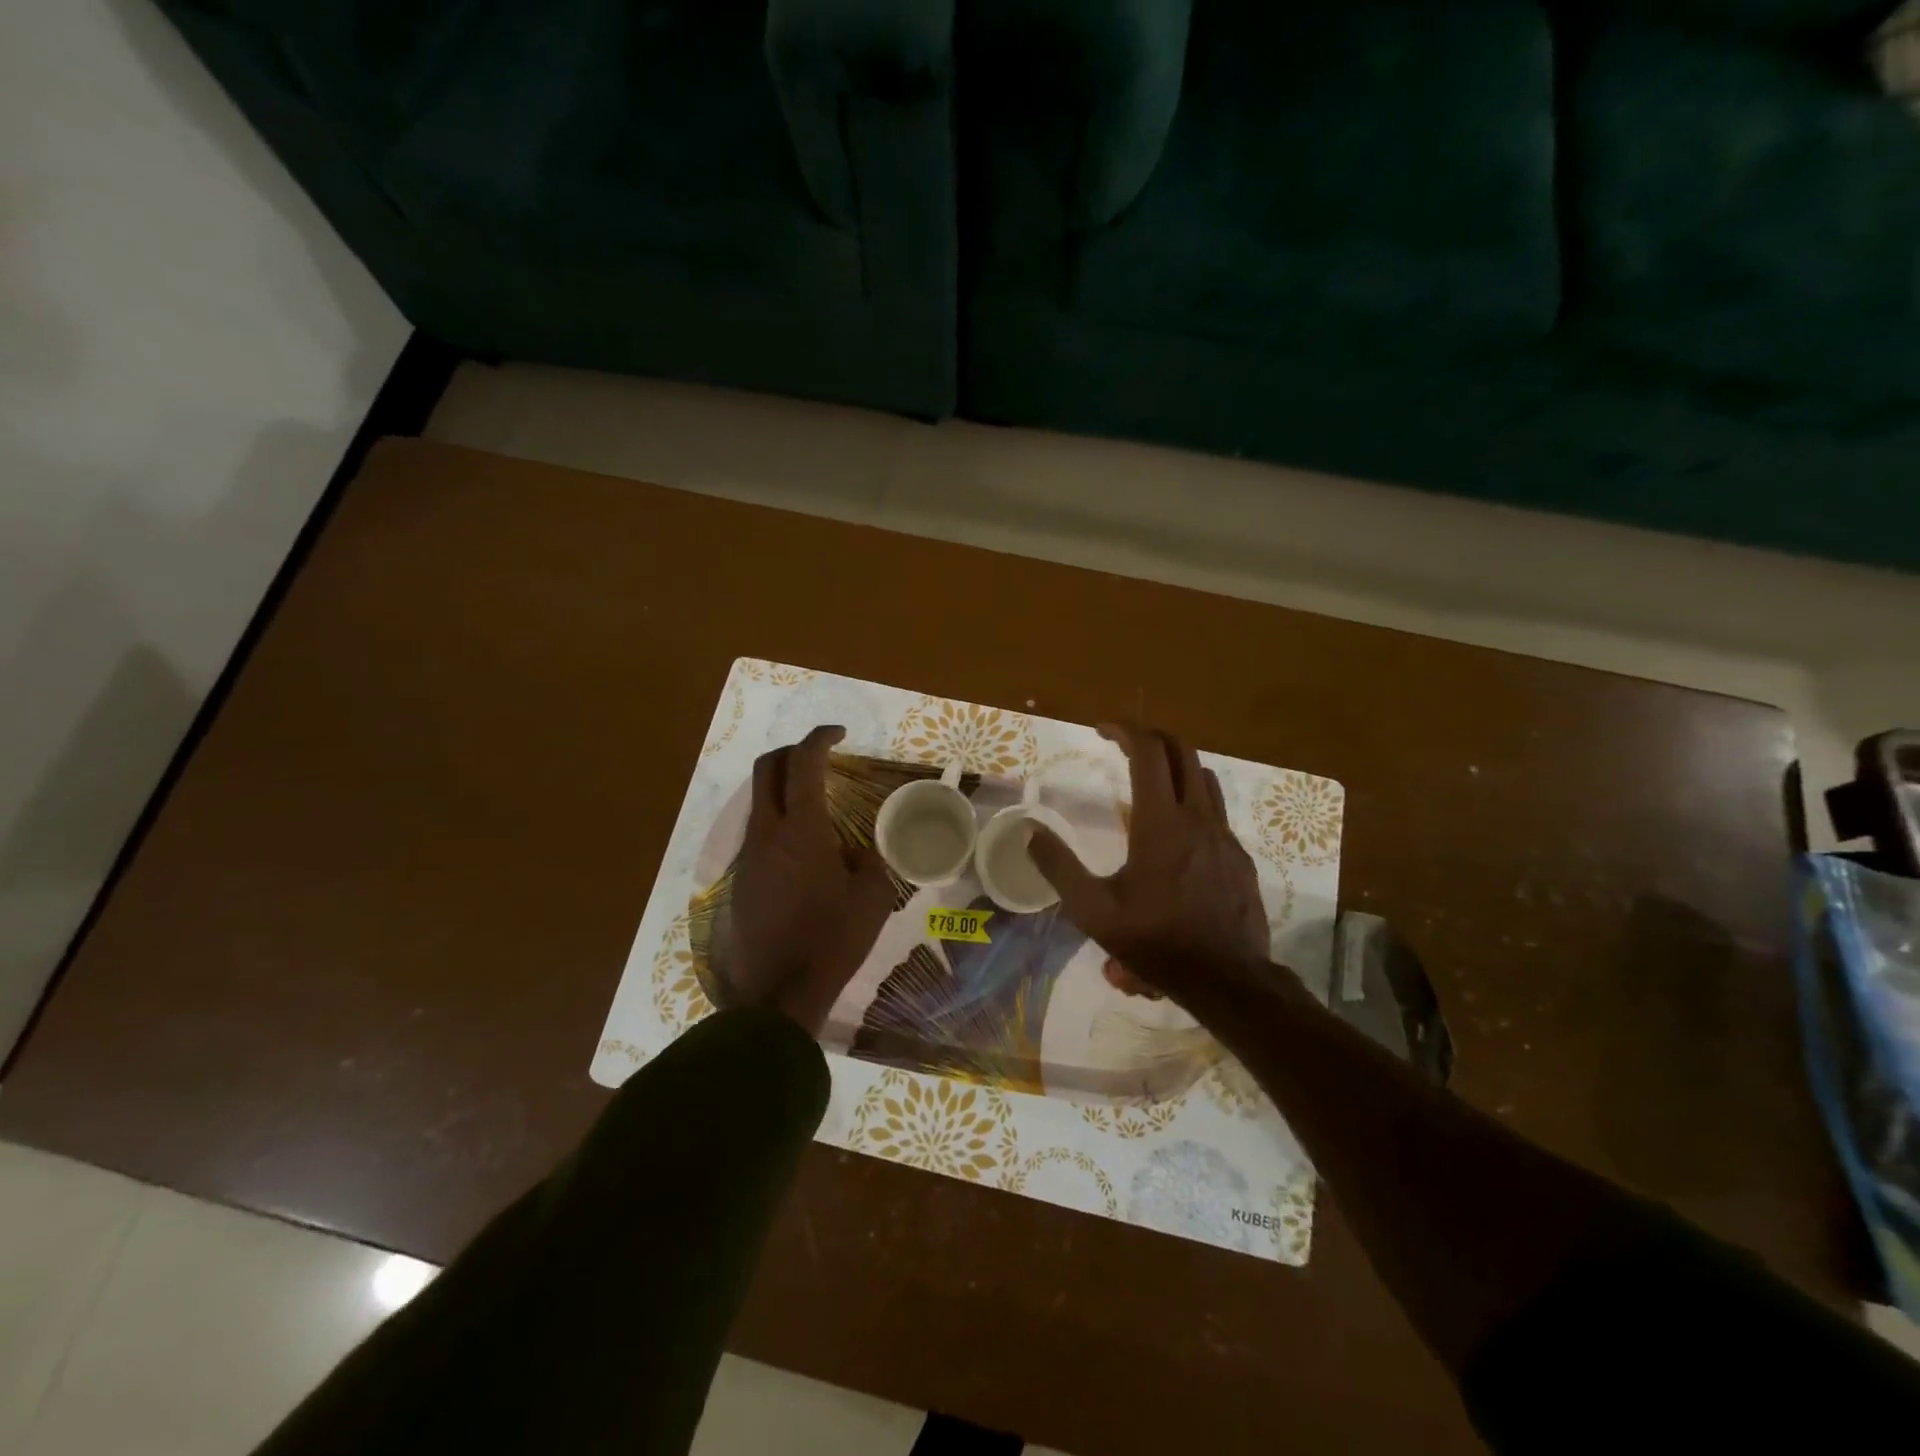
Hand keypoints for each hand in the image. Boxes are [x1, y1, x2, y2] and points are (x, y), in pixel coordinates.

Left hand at [709, 726, 894, 1035]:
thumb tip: (854, 850)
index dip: (820, 738)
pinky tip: (803, 855)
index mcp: (801, 829)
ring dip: (783, 791)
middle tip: (820, 758)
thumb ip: (868, 860)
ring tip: (817, 809)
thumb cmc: (833, 940)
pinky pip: (758, 836)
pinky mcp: (739, 881)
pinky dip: (778, 825)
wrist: (778, 995)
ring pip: (759, 803)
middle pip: (766, 769)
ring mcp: (747, 857)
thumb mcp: (872, 897)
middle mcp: (766, 833)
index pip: (803, 763)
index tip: (839, 734)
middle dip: (792, 752)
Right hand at [1029, 722, 1270, 1002]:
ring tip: (1150, 780)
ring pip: (1204, 776)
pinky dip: (1192, 800)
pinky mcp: (1239, 855)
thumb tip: (1030, 832)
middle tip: (1125, 744)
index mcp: (1160, 823)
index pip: (1149, 751)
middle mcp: (1197, 817)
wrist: (1226, 980)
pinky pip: (1216, 810)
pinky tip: (1175, 833)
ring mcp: (1224, 835)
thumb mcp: (1093, 911)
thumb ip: (1059, 867)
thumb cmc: (1156, 942)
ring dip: (1175, 765)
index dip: (1125, 730)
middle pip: (1182, 750)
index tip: (1102, 729)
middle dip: (1152, 736)